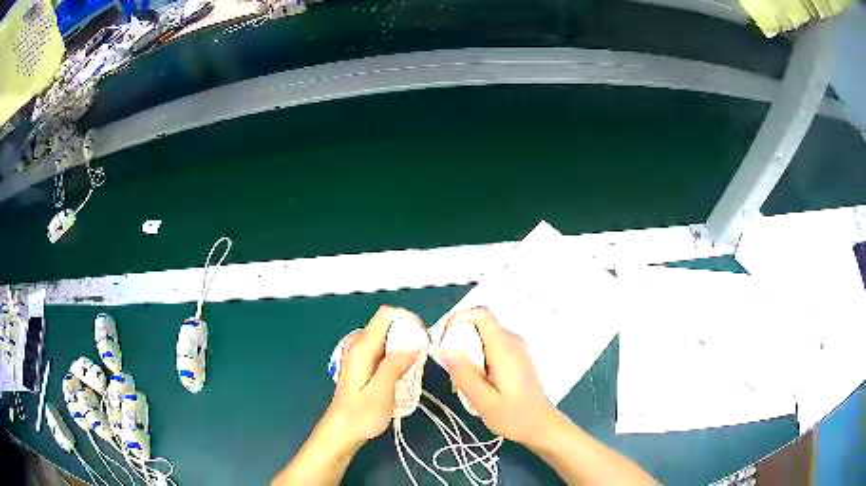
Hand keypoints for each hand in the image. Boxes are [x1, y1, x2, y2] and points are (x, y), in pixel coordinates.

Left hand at [327, 305, 419, 444]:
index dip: (408, 318)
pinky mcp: (361, 363)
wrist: (342, 431)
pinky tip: (403, 372)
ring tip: (416, 366)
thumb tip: (413, 343)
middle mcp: (358, 345)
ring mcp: (358, 353)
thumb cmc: (361, 416)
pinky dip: (397, 353)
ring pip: (386, 336)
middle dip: (408, 333)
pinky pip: (383, 348)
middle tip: (423, 356)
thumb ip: (394, 366)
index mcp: (361, 349)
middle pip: (387, 324)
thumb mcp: (381, 393)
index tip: (424, 337)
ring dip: (404, 344)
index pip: (385, 315)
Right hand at [442, 307, 557, 446]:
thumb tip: (446, 349)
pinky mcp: (515, 356)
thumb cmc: (514, 416)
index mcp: (504, 347)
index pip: (481, 313)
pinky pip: (490, 346)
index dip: (458, 319)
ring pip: (483, 336)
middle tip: (452, 371)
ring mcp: (516, 347)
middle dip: (459, 341)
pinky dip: (478, 358)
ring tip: (464, 382)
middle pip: (479, 325)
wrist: (541, 425)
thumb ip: (465, 375)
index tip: (445, 342)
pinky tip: (478, 383)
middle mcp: (512, 341)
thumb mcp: (484, 401)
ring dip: (468, 352)